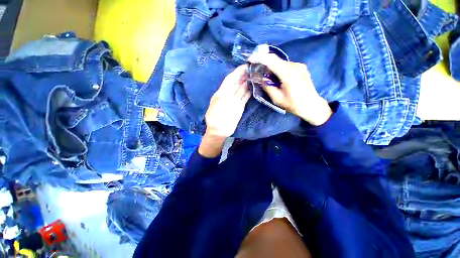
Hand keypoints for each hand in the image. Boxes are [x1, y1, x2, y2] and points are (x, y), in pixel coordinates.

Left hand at [199, 65, 250, 157]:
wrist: (219, 130)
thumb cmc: (215, 118)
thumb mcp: (219, 104)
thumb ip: (228, 95)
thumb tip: (235, 87)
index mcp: (221, 93)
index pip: (230, 79)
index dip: (237, 72)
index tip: (245, 66)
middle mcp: (228, 95)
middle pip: (237, 83)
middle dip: (243, 76)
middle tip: (253, 68)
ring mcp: (235, 101)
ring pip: (242, 90)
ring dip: (247, 83)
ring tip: (255, 75)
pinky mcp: (240, 107)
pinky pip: (245, 98)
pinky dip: (249, 92)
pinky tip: (253, 87)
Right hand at [248, 53, 331, 125]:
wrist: (312, 105)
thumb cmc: (294, 104)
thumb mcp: (277, 98)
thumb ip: (267, 86)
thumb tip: (261, 78)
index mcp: (288, 73)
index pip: (270, 60)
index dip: (259, 58)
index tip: (250, 59)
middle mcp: (294, 65)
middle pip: (275, 59)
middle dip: (264, 62)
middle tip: (255, 68)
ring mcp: (299, 65)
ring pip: (280, 62)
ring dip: (271, 67)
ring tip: (265, 76)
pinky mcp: (300, 68)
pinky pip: (285, 65)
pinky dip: (277, 69)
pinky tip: (275, 77)